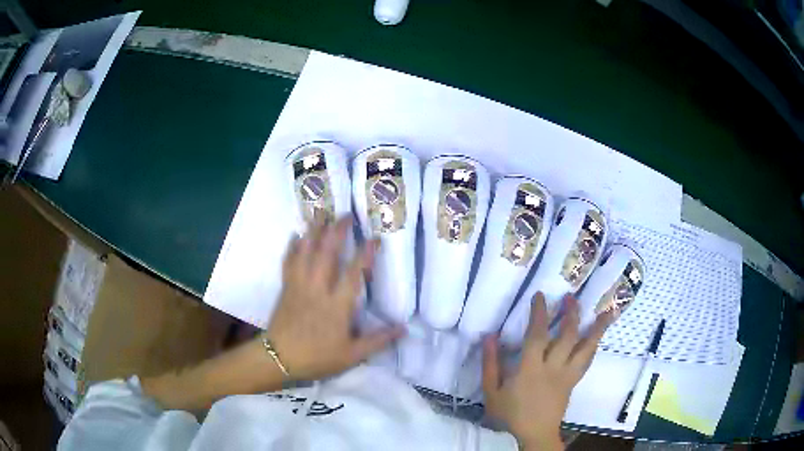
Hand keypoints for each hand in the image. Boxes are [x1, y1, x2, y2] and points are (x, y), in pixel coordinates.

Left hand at [265, 216, 404, 381]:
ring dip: (314, 232)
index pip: (354, 272)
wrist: (280, 358)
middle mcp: (318, 289)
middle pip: (327, 253)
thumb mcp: (352, 355)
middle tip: (345, 215)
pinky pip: (288, 262)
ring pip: (306, 252)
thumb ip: (378, 340)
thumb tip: (404, 329)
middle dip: (337, 231)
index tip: (375, 238)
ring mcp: (299, 285)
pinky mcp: (286, 287)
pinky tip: (295, 235)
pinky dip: (292, 247)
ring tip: (321, 214)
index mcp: (337, 305)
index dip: (366, 254)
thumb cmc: (317, 357)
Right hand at [482, 293, 614, 450]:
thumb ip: (490, 364)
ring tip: (605, 312)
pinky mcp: (574, 381)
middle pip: (567, 336)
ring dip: (596, 328)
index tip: (540, 296)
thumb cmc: (511, 414)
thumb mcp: (492, 392)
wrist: (534, 434)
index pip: (537, 334)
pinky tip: (598, 336)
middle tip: (571, 297)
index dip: (539, 313)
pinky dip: (594, 345)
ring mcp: (567, 374)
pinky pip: (587, 360)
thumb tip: (490, 336)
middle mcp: (553, 367)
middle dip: (571, 314)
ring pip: (586, 348)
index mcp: (531, 368)